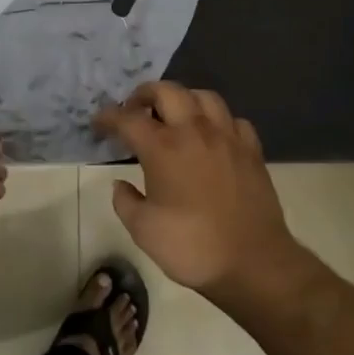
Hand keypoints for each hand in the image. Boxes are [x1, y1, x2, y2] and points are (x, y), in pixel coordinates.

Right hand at [92, 82, 296, 294]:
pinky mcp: (251, 150)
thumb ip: (125, 201)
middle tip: (135, 110)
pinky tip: (212, 136)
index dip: (108, 117)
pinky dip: (218, 121)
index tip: (99, 124)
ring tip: (174, 115)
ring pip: (204, 97)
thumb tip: (121, 185)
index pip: (127, 119)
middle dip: (145, 94)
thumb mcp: (143, 230)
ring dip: (183, 99)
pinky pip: (233, 120)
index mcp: (163, 148)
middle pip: (167, 91)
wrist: (254, 263)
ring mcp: (227, 138)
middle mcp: (194, 132)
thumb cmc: (192, 246)